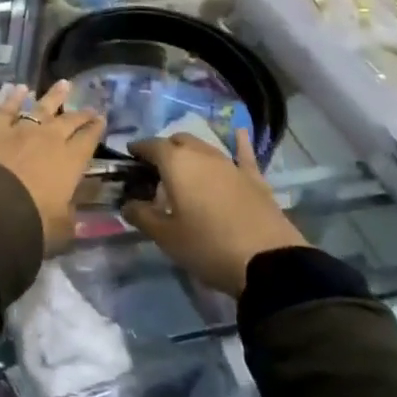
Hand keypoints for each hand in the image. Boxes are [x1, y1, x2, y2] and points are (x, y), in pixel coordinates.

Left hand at [0, 82, 105, 254]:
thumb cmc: (32, 222)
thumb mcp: (61, 228)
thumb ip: (70, 215)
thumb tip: (74, 208)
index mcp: (70, 162)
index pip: (88, 141)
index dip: (96, 129)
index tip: (102, 120)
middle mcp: (49, 139)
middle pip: (69, 121)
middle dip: (81, 113)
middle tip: (90, 107)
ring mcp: (21, 129)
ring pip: (41, 107)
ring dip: (54, 96)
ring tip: (64, 84)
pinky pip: (7, 108)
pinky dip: (14, 97)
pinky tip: (20, 88)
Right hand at [123, 130, 303, 295]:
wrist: (268, 263)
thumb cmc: (207, 246)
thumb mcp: (166, 237)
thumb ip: (141, 216)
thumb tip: (127, 204)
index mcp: (176, 163)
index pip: (151, 145)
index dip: (138, 149)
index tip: (130, 158)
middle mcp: (202, 154)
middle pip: (178, 142)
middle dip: (165, 150)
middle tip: (156, 172)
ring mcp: (231, 164)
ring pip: (204, 147)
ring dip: (191, 153)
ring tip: (184, 169)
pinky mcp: (254, 179)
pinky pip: (243, 154)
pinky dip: (238, 143)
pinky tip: (240, 133)